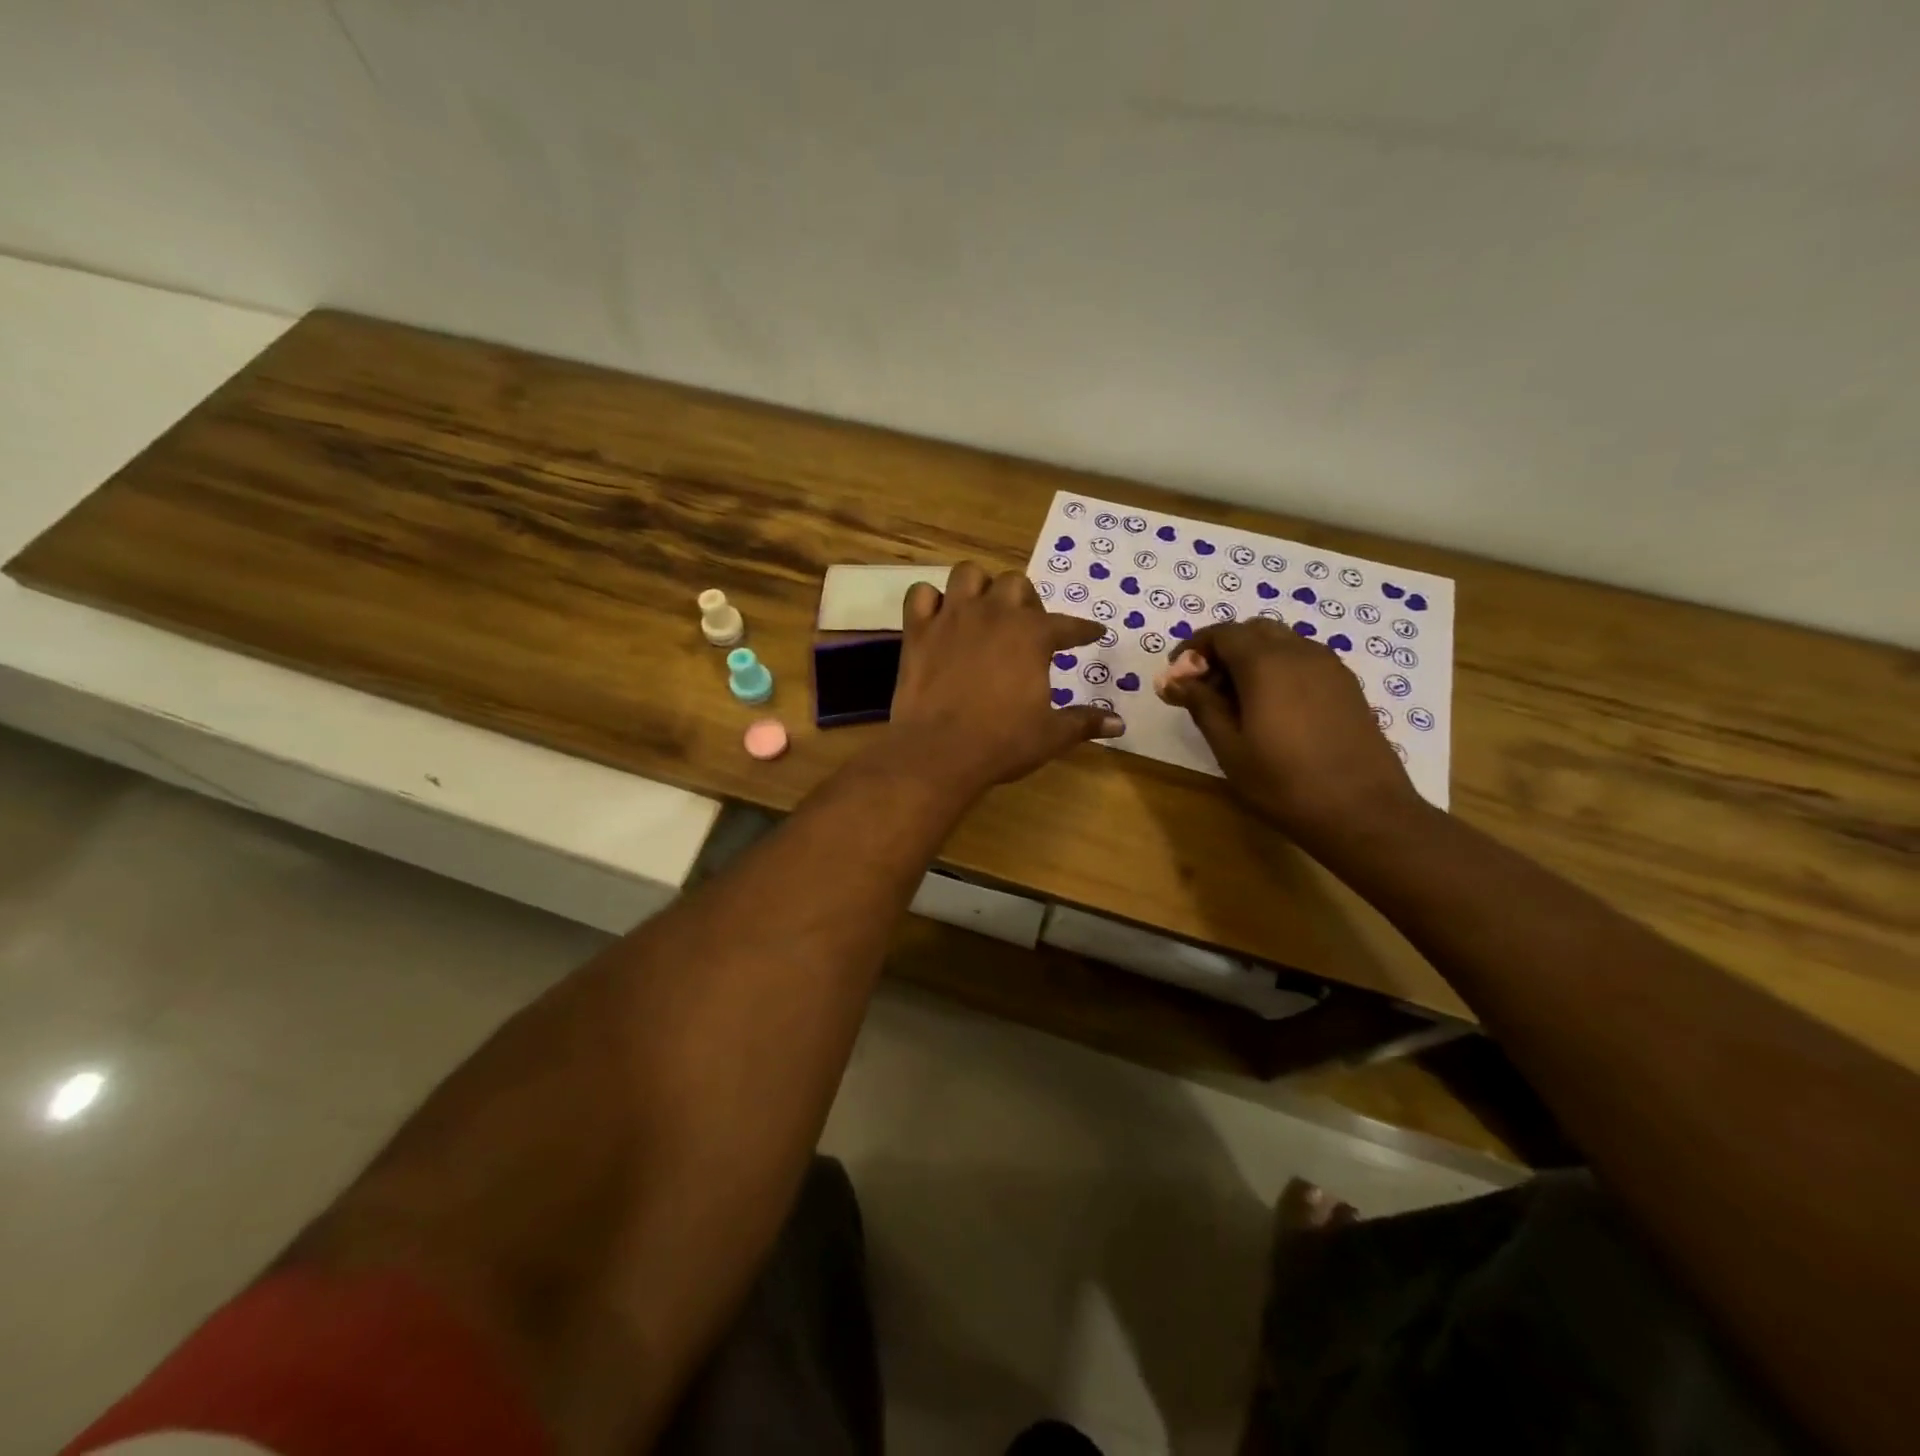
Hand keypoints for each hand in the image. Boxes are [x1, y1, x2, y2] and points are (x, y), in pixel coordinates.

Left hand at [887, 562, 1123, 793]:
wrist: (938, 752)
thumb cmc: (1002, 743)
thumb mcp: (1051, 735)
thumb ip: (1085, 722)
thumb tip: (1119, 724)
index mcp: (1033, 635)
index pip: (1069, 626)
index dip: (1084, 631)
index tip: (1093, 633)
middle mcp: (994, 614)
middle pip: (1016, 584)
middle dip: (1026, 601)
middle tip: (1026, 628)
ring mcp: (952, 617)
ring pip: (968, 574)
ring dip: (979, 587)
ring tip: (982, 610)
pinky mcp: (917, 630)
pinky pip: (920, 594)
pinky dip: (930, 601)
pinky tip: (938, 618)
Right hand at [1159, 619, 1421, 838]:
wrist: (1364, 811)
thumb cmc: (1284, 783)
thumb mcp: (1230, 748)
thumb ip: (1201, 705)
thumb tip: (1174, 680)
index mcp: (1266, 664)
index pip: (1222, 633)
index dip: (1193, 648)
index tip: (1177, 677)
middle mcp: (1300, 652)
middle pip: (1253, 631)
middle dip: (1223, 649)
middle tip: (1205, 687)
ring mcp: (1329, 667)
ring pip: (1282, 643)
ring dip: (1252, 658)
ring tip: (1236, 701)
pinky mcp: (1347, 685)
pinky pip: (1304, 660)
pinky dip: (1279, 669)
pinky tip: (1272, 709)